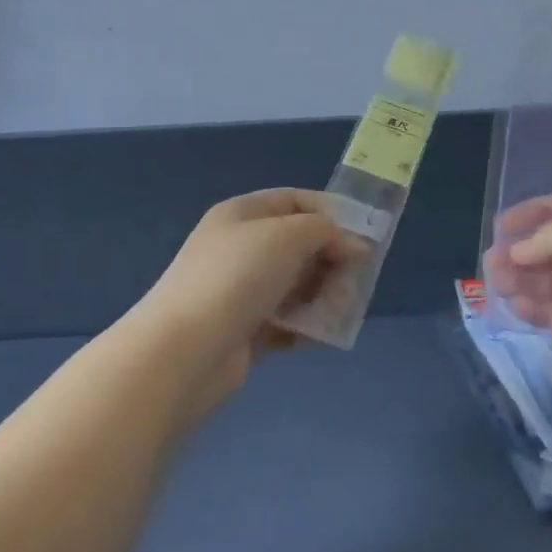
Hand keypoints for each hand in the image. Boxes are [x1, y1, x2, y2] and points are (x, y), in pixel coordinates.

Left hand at [132, 189, 362, 420]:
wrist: (186, 350)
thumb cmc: (237, 277)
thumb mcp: (287, 236)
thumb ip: (326, 231)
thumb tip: (354, 244)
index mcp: (242, 214)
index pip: (295, 201)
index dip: (332, 212)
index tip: (366, 234)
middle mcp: (240, 247)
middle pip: (299, 245)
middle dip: (332, 259)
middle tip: (356, 279)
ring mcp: (241, 290)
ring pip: (296, 284)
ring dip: (324, 294)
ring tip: (339, 310)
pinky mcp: (245, 329)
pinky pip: (287, 321)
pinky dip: (306, 326)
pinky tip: (320, 335)